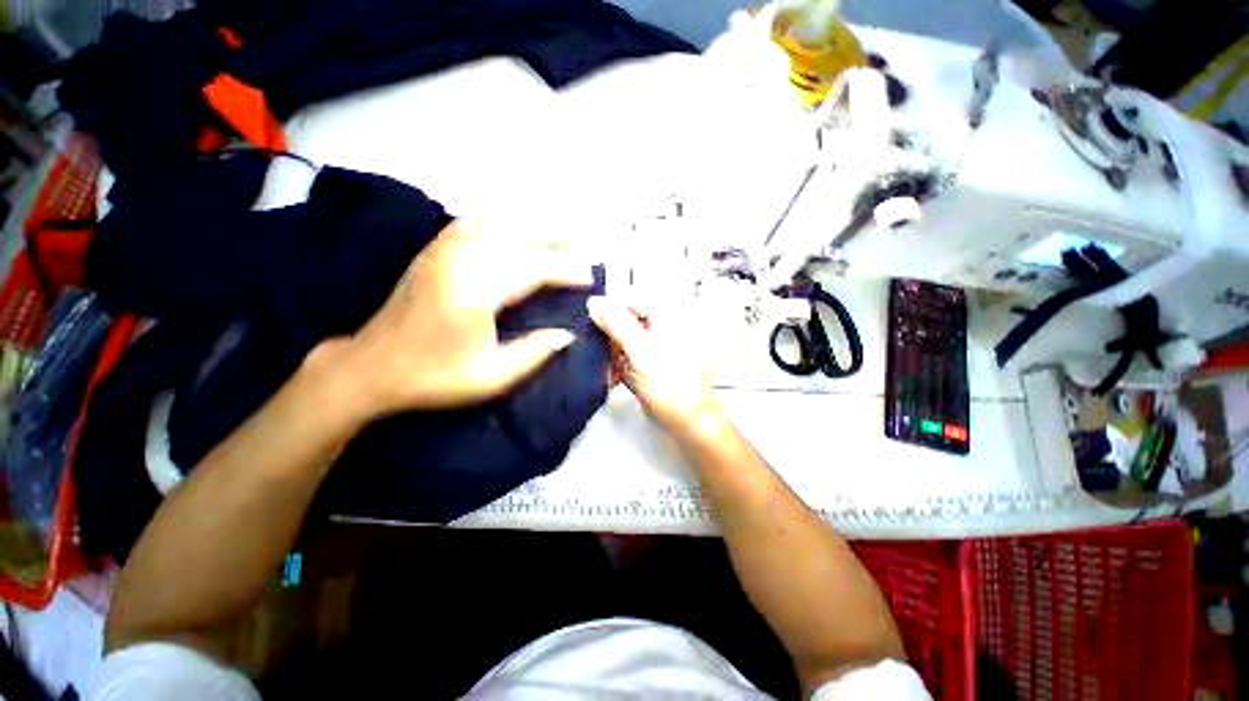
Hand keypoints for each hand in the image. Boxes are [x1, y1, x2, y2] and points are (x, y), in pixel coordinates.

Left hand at [325, 220, 592, 417]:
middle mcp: (461, 262)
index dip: (566, 270)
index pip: (534, 269)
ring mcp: (443, 251)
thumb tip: (568, 334)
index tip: (590, 278)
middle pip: (518, 236)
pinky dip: (502, 221)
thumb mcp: (491, 376)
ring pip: (497, 223)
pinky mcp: (433, 251)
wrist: (371, 367)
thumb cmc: (434, 377)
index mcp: (476, 293)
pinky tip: (516, 228)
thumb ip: (534, 352)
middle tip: (585, 243)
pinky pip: (474, 223)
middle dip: (556, 236)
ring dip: (532, 224)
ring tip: (559, 231)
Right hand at [587, 296, 724, 440]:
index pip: (631, 299)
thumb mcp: (642, 352)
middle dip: (611, 339)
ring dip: (613, 356)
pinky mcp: (652, 364)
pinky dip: (620, 367)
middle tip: (604, 356)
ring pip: (624, 341)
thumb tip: (595, 301)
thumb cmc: (671, 387)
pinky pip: (629, 357)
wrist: (691, 424)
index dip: (609, 310)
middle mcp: (662, 327)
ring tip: (613, 373)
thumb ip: (618, 325)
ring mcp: (657, 347)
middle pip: (626, 320)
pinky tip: (617, 380)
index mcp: (666, 317)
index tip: (593, 327)